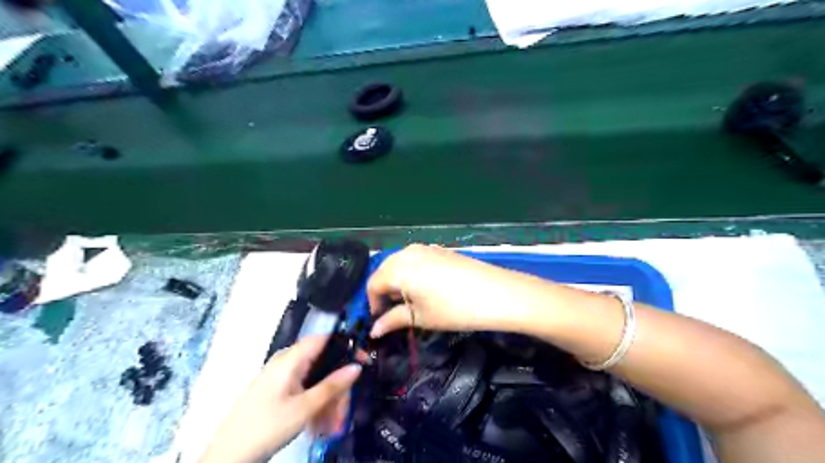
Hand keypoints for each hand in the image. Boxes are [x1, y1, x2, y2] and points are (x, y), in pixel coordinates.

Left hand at [199, 336, 361, 462]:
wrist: (228, 456)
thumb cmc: (267, 427)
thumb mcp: (304, 408)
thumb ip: (332, 386)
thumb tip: (357, 366)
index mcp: (290, 359)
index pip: (323, 339)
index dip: (345, 345)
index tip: (362, 359)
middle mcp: (285, 361)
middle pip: (320, 360)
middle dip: (336, 380)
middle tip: (346, 402)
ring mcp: (278, 375)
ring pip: (313, 376)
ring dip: (326, 395)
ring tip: (333, 420)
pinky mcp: (275, 389)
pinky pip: (302, 386)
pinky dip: (314, 399)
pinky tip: (318, 421)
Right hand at [371, 244, 524, 337]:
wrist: (495, 293)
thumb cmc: (452, 309)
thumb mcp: (420, 317)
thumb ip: (392, 320)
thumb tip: (374, 331)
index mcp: (397, 268)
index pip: (373, 284)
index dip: (373, 304)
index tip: (381, 321)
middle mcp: (407, 252)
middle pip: (384, 271)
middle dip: (384, 291)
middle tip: (393, 312)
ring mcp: (424, 247)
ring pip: (400, 264)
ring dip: (398, 282)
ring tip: (410, 301)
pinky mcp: (439, 249)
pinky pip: (415, 259)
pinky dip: (412, 273)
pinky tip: (425, 288)